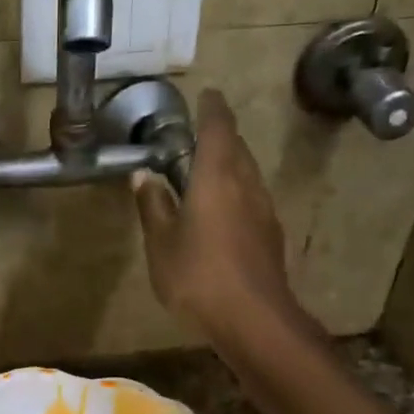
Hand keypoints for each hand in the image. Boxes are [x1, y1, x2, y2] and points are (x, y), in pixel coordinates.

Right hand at [131, 88, 293, 335]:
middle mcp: (246, 184)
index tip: (206, 94)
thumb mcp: (162, 243)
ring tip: (207, 170)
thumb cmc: (198, 276)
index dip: (212, 109)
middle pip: (236, 148)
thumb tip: (143, 176)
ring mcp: (263, 210)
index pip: (217, 128)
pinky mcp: (270, 234)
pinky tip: (223, 210)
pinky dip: (236, 191)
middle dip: (221, 136)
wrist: (253, 319)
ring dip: (230, 164)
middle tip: (199, 134)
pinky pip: (251, 198)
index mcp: (217, 177)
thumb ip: (153, 206)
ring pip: (247, 173)